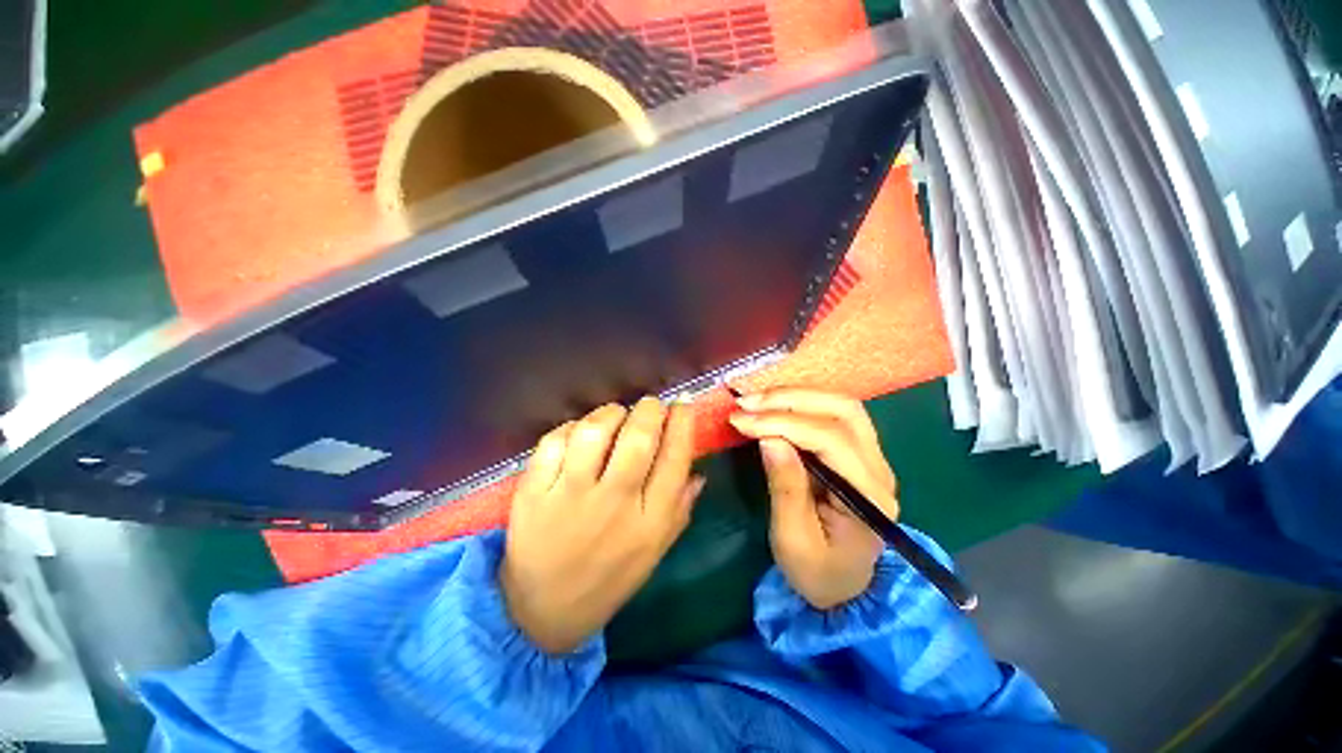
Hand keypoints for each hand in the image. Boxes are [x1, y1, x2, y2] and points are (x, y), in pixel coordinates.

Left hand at [501, 398, 703, 653]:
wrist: (541, 612)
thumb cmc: (608, 579)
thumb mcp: (655, 551)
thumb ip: (680, 509)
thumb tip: (699, 471)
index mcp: (650, 521)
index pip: (675, 456)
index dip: (682, 422)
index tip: (681, 405)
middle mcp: (614, 504)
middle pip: (639, 436)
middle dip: (649, 409)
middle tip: (649, 406)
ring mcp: (570, 496)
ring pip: (595, 432)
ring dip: (610, 413)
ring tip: (615, 416)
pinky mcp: (534, 492)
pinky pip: (554, 441)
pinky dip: (571, 427)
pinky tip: (578, 434)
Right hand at [728, 388, 897, 609]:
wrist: (845, 585)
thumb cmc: (818, 571)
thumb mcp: (793, 540)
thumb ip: (785, 488)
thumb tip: (768, 439)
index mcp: (869, 497)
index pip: (830, 440)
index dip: (782, 422)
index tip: (741, 420)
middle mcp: (879, 468)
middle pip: (843, 410)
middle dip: (790, 400)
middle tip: (746, 403)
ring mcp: (872, 456)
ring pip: (840, 405)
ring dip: (795, 396)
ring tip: (755, 401)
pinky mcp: (857, 451)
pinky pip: (831, 413)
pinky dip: (799, 403)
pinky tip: (772, 405)